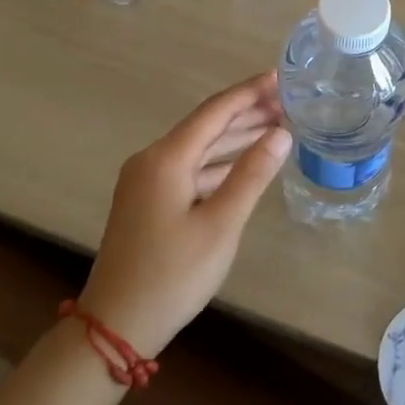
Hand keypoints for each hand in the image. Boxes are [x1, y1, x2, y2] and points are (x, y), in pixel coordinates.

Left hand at [79, 72, 292, 356]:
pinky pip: (190, 168)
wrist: (115, 326)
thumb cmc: (172, 275)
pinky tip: (245, 163)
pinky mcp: (149, 201)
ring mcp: (147, 181)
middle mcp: (152, 160)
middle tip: (288, 102)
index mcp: (166, 158)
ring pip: (199, 148)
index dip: (249, 92)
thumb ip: (251, 174)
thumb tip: (281, 133)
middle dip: (247, 112)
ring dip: (235, 137)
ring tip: (276, 126)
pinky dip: (220, 162)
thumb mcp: (220, 225)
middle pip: (206, 125)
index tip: (281, 77)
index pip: (215, 111)